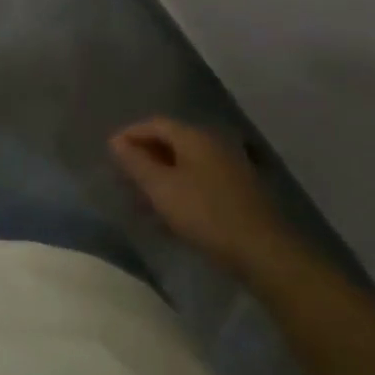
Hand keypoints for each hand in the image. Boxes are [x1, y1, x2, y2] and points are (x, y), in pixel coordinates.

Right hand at [109, 116, 293, 277]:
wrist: (263, 251)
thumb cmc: (205, 213)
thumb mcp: (160, 188)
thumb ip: (135, 162)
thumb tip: (116, 141)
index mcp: (194, 137)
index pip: (155, 123)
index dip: (130, 134)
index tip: (110, 153)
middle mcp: (214, 144)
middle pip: (171, 140)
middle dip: (144, 155)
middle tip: (123, 174)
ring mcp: (230, 167)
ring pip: (185, 162)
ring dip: (161, 173)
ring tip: (142, 196)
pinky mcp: (239, 190)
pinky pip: (199, 178)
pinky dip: (179, 186)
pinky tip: (170, 210)